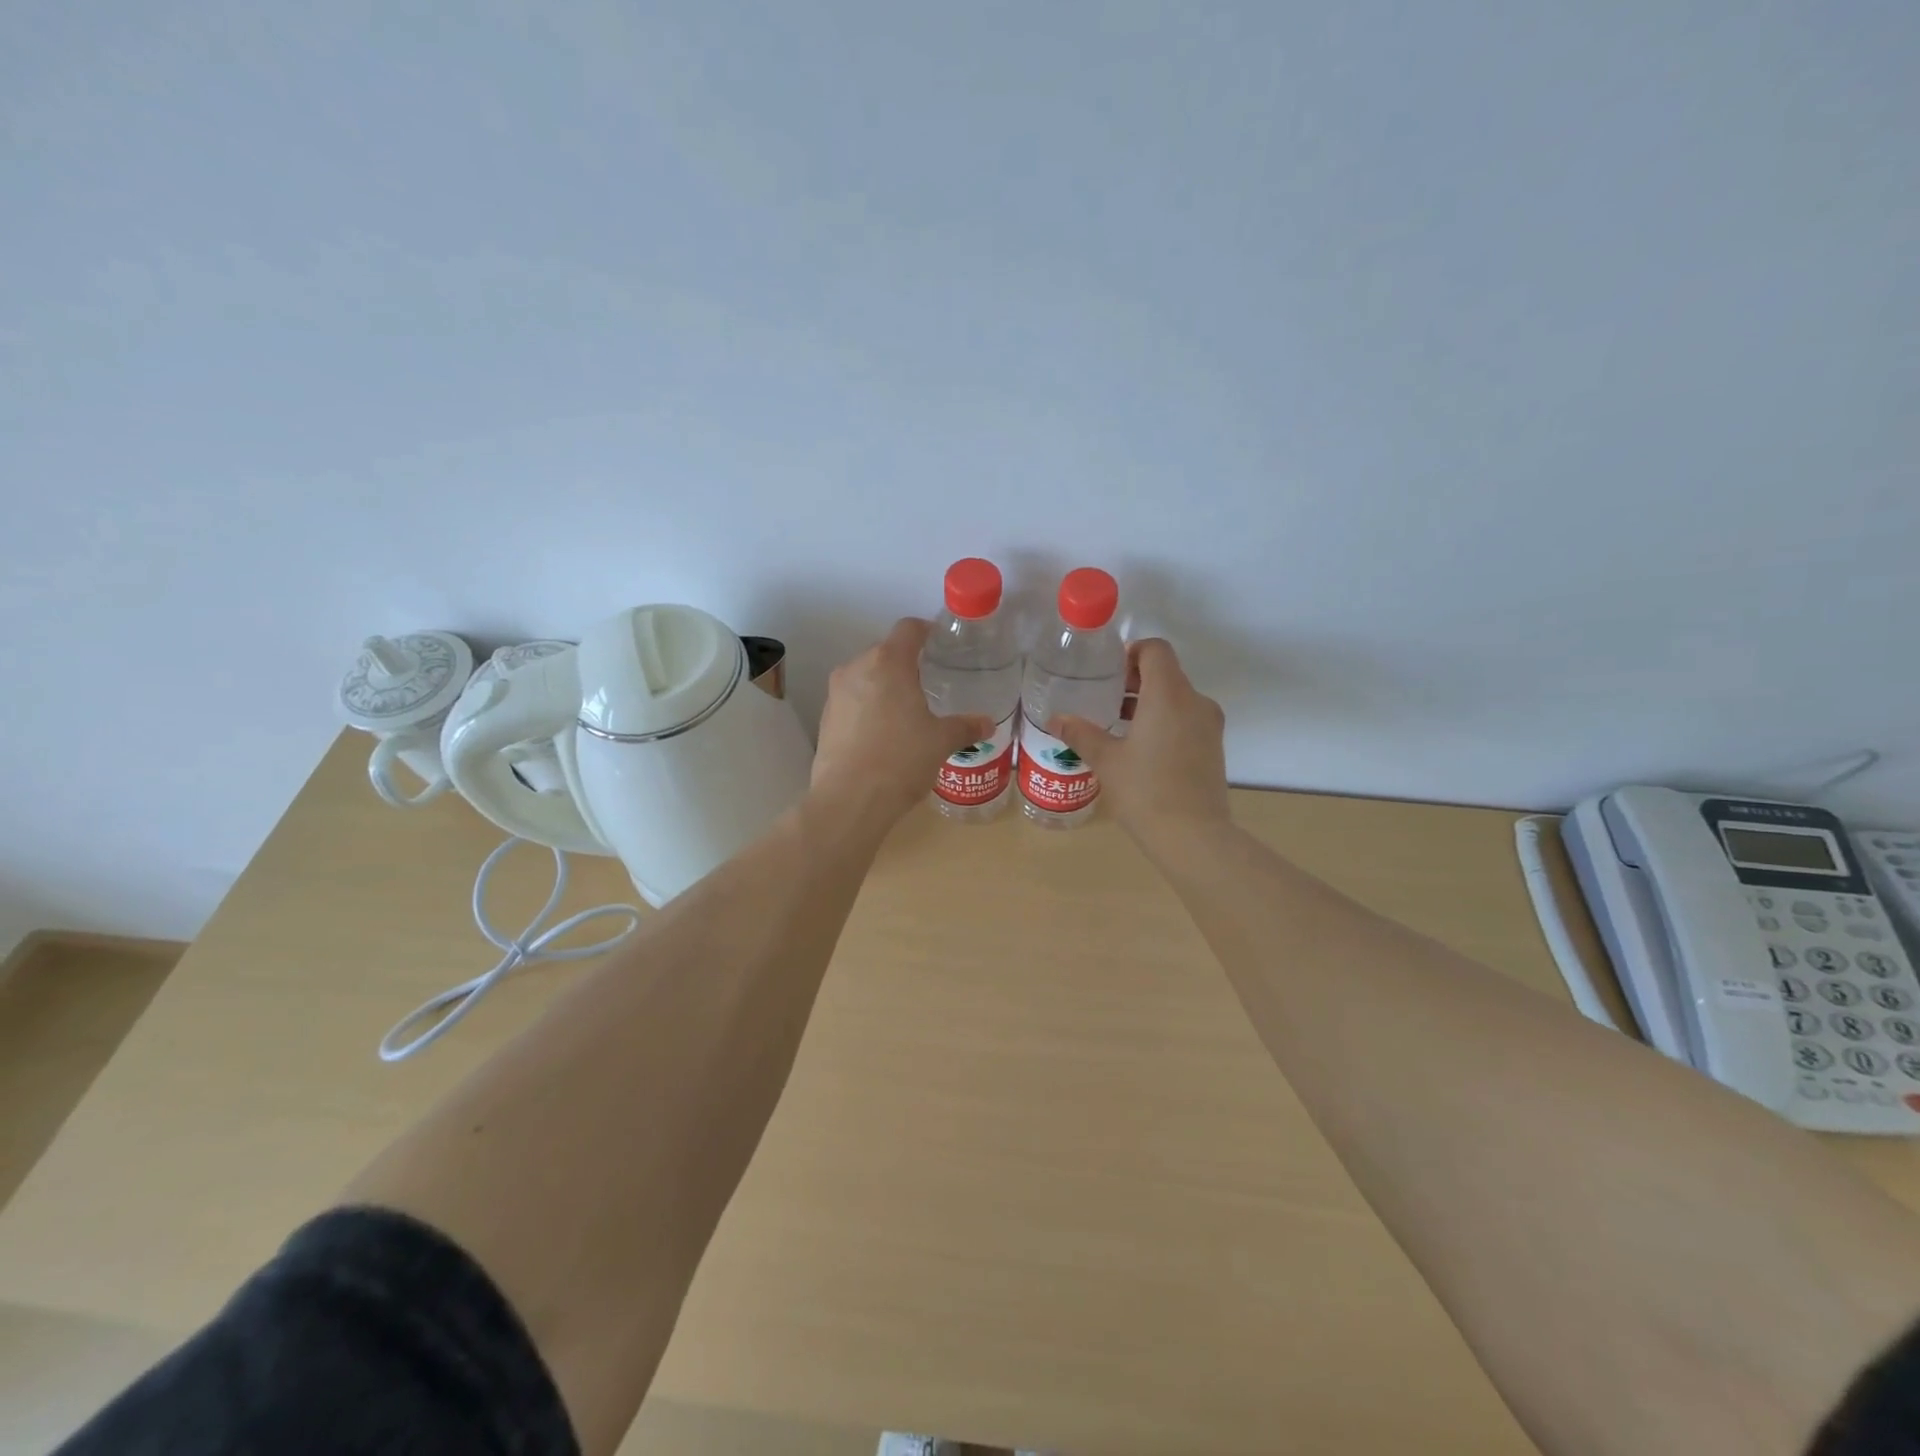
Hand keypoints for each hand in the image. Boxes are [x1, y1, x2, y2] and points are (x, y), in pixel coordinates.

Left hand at [811, 618, 995, 825]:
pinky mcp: (825, 719)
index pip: (908, 629)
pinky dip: (868, 708)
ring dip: (885, 687)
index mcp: (888, 662)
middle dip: (906, 664)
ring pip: (866, 677)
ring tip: (907, 712)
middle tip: (929, 684)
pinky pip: (852, 701)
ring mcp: (836, 694)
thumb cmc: (901, 759)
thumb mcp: (941, 742)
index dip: (927, 631)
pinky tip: (884, 734)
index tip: (940, 644)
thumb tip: (987, 724)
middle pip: (885, 652)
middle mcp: (857, 668)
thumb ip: (965, 727)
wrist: (850, 800)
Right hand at [1049, 639, 1228, 839]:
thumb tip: (1056, 719)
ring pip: (1177, 698)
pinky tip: (1140, 749)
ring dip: (1149, 703)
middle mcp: (1195, 702)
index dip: (1131, 653)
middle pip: (1167, 673)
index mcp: (1169, 695)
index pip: (1156, 650)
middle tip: (1105, 698)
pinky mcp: (1213, 748)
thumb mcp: (1106, 760)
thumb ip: (1081, 734)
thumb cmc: (1146, 790)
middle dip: (1135, 680)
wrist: (1194, 836)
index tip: (1109, 674)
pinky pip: (1187, 720)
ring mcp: (1209, 726)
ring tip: (1117, 725)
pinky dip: (1164, 722)